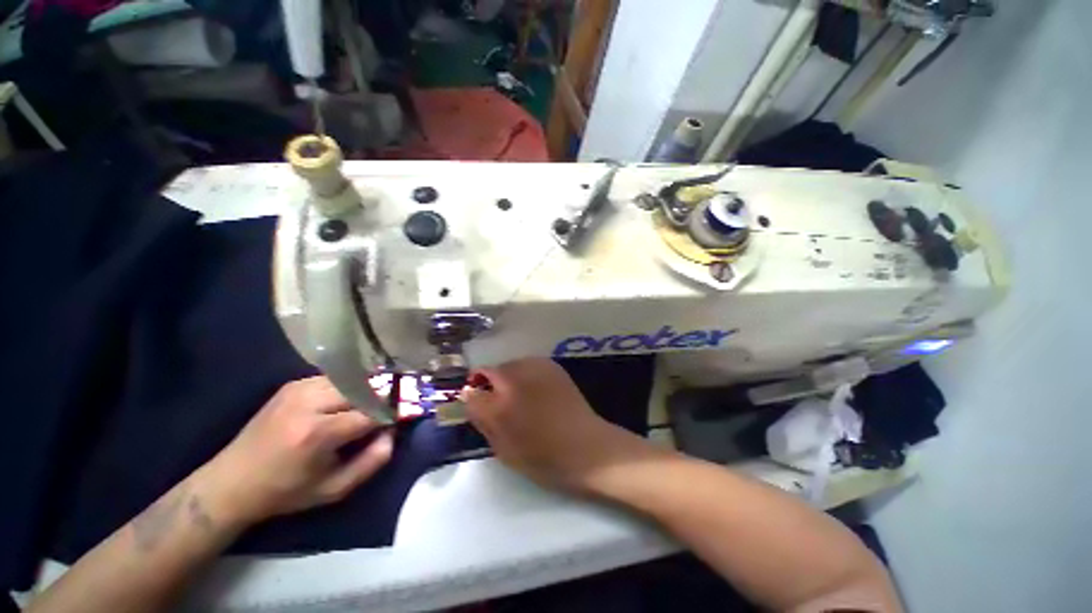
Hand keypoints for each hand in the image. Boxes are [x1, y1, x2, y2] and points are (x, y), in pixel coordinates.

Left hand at [199, 377, 393, 524]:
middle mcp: (309, 402)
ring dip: (368, 391)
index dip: (393, 413)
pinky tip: (348, 402)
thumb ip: (373, 460)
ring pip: (352, 380)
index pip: (372, 412)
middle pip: (364, 389)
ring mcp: (299, 388)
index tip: (404, 417)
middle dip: (383, 398)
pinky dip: (350, 388)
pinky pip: (336, 379)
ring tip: (372, 406)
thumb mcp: (334, 489)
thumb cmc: (286, 492)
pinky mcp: (294, 384)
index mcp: (317, 433)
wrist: (231, 482)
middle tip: (392, 410)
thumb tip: (394, 431)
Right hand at [461, 358, 652, 492]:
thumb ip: (483, 420)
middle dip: (491, 385)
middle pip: (491, 371)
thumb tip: (470, 398)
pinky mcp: (552, 366)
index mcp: (500, 404)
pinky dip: (526, 375)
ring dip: (509, 378)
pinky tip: (537, 391)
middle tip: (503, 405)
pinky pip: (528, 364)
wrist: (587, 447)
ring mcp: (536, 367)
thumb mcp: (503, 449)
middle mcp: (516, 378)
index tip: (479, 407)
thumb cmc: (544, 457)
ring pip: (510, 366)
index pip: (471, 391)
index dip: (473, 398)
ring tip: (523, 398)